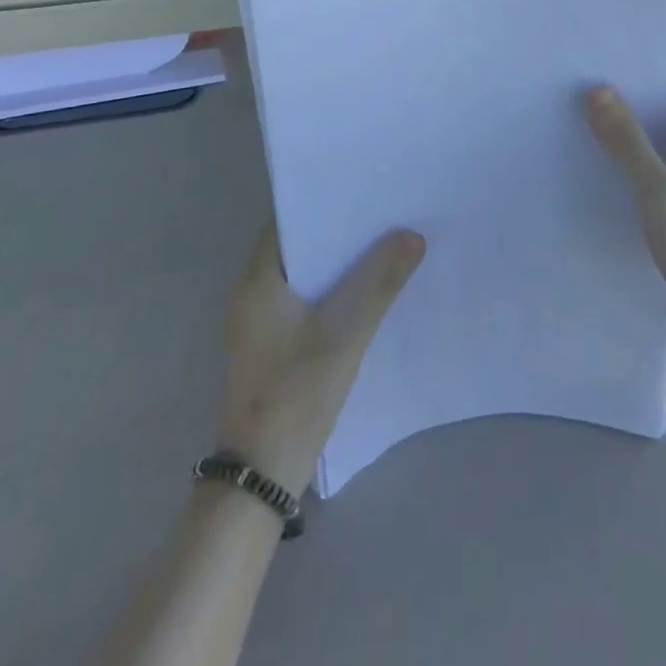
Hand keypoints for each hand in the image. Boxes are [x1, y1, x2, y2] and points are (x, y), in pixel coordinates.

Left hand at [215, 226, 425, 495]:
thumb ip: (379, 282)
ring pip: (306, 276)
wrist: (261, 474)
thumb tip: (412, 235)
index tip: (364, 191)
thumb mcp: (345, 333)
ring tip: (386, 246)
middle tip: (386, 215)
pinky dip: (334, 292)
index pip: (290, 221)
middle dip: (340, 233)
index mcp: (259, 280)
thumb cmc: (297, 393)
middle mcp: (254, 293)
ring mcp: (262, 322)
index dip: (325, 203)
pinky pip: (307, 302)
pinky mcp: (273, 346)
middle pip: (300, 248)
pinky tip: (368, 293)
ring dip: (340, 264)